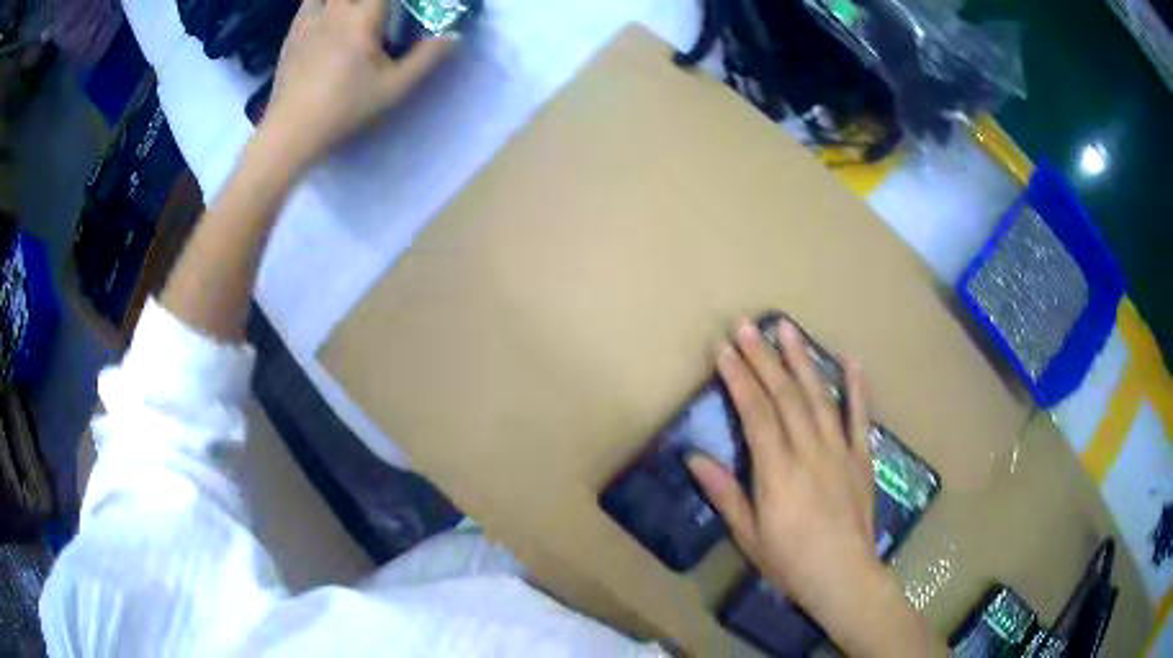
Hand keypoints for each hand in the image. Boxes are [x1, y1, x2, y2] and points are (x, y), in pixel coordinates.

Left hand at [260, 0, 451, 168]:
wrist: (292, 130)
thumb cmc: (345, 108)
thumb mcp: (394, 87)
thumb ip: (426, 58)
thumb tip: (453, 36)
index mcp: (363, 17)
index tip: (408, 7)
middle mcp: (335, 10)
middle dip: (373, 1)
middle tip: (382, 11)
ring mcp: (309, 20)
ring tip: (353, 9)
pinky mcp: (292, 34)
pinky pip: (308, 4)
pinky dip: (320, 3)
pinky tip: (327, 14)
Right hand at [688, 320, 943, 655]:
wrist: (843, 575)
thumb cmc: (789, 560)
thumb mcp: (748, 534)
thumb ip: (724, 493)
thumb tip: (694, 458)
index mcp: (777, 470)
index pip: (756, 413)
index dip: (739, 378)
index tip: (724, 349)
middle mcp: (808, 450)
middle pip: (785, 395)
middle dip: (763, 357)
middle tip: (747, 325)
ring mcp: (839, 450)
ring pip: (819, 396)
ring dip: (801, 360)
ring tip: (787, 328)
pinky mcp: (861, 457)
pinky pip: (860, 417)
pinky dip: (857, 387)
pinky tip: (850, 360)